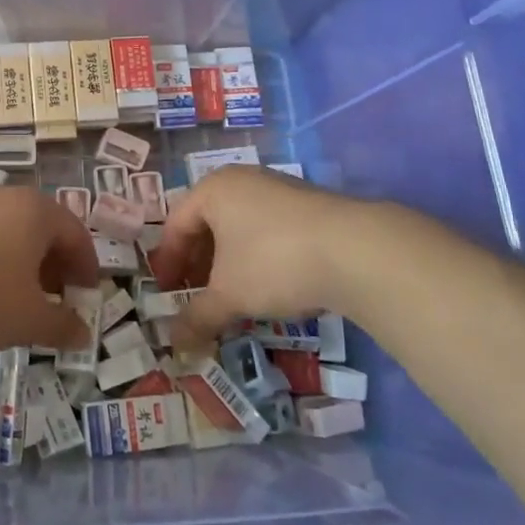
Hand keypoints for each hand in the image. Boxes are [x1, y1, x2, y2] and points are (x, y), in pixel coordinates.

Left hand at [0, 186, 96, 354]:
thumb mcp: (28, 320)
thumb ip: (61, 326)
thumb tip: (84, 334)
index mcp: (34, 210)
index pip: (75, 233)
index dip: (86, 267)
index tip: (86, 296)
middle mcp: (2, 196)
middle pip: (40, 228)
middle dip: (52, 265)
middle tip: (55, 299)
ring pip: (5, 231)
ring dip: (19, 262)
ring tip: (15, 299)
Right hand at [148, 166, 375, 352]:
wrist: (357, 250)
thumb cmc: (274, 262)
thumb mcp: (229, 295)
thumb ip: (198, 316)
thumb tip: (174, 344)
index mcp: (213, 189)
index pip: (176, 223)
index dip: (168, 261)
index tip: (167, 292)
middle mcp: (242, 181)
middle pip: (207, 222)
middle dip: (198, 262)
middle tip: (195, 295)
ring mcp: (278, 189)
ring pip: (239, 226)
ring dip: (228, 261)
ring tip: (232, 295)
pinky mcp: (309, 206)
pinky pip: (268, 229)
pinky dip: (257, 256)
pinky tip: (268, 285)